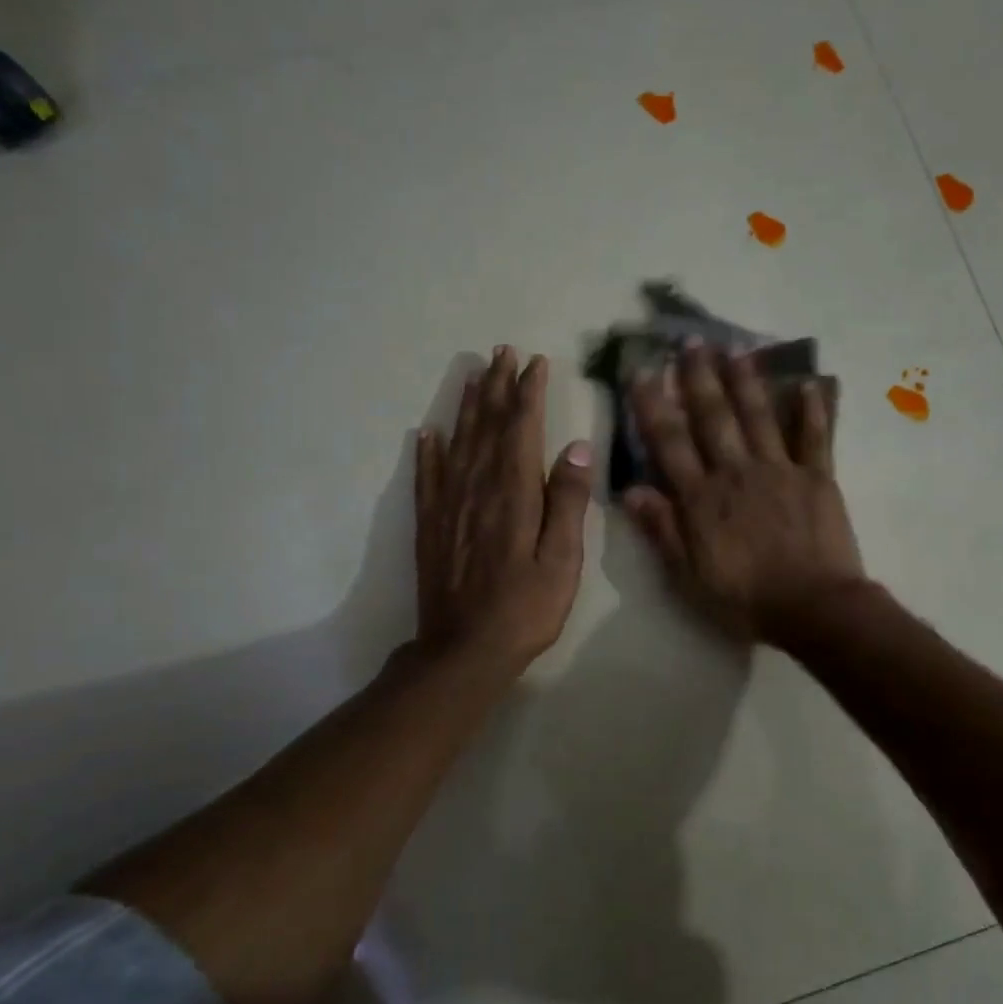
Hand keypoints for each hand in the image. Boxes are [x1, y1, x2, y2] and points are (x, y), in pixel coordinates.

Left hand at [417, 346, 592, 671]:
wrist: (464, 651)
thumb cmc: (525, 609)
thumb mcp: (562, 561)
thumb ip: (568, 502)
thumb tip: (575, 447)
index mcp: (514, 494)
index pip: (521, 429)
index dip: (527, 393)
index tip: (534, 363)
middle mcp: (478, 489)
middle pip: (486, 426)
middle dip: (496, 387)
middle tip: (500, 352)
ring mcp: (449, 506)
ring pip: (457, 443)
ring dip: (466, 407)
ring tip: (472, 376)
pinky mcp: (431, 526)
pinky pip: (427, 478)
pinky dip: (428, 452)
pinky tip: (427, 433)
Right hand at [625, 341, 863, 643]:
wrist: (813, 609)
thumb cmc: (745, 599)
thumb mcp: (689, 576)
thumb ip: (662, 530)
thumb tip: (630, 489)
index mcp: (702, 498)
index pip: (670, 442)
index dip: (652, 405)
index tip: (641, 370)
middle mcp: (736, 473)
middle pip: (714, 418)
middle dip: (699, 378)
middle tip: (691, 342)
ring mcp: (780, 471)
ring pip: (759, 416)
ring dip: (745, 380)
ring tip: (735, 348)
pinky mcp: (817, 478)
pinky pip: (815, 438)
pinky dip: (812, 410)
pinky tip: (808, 383)